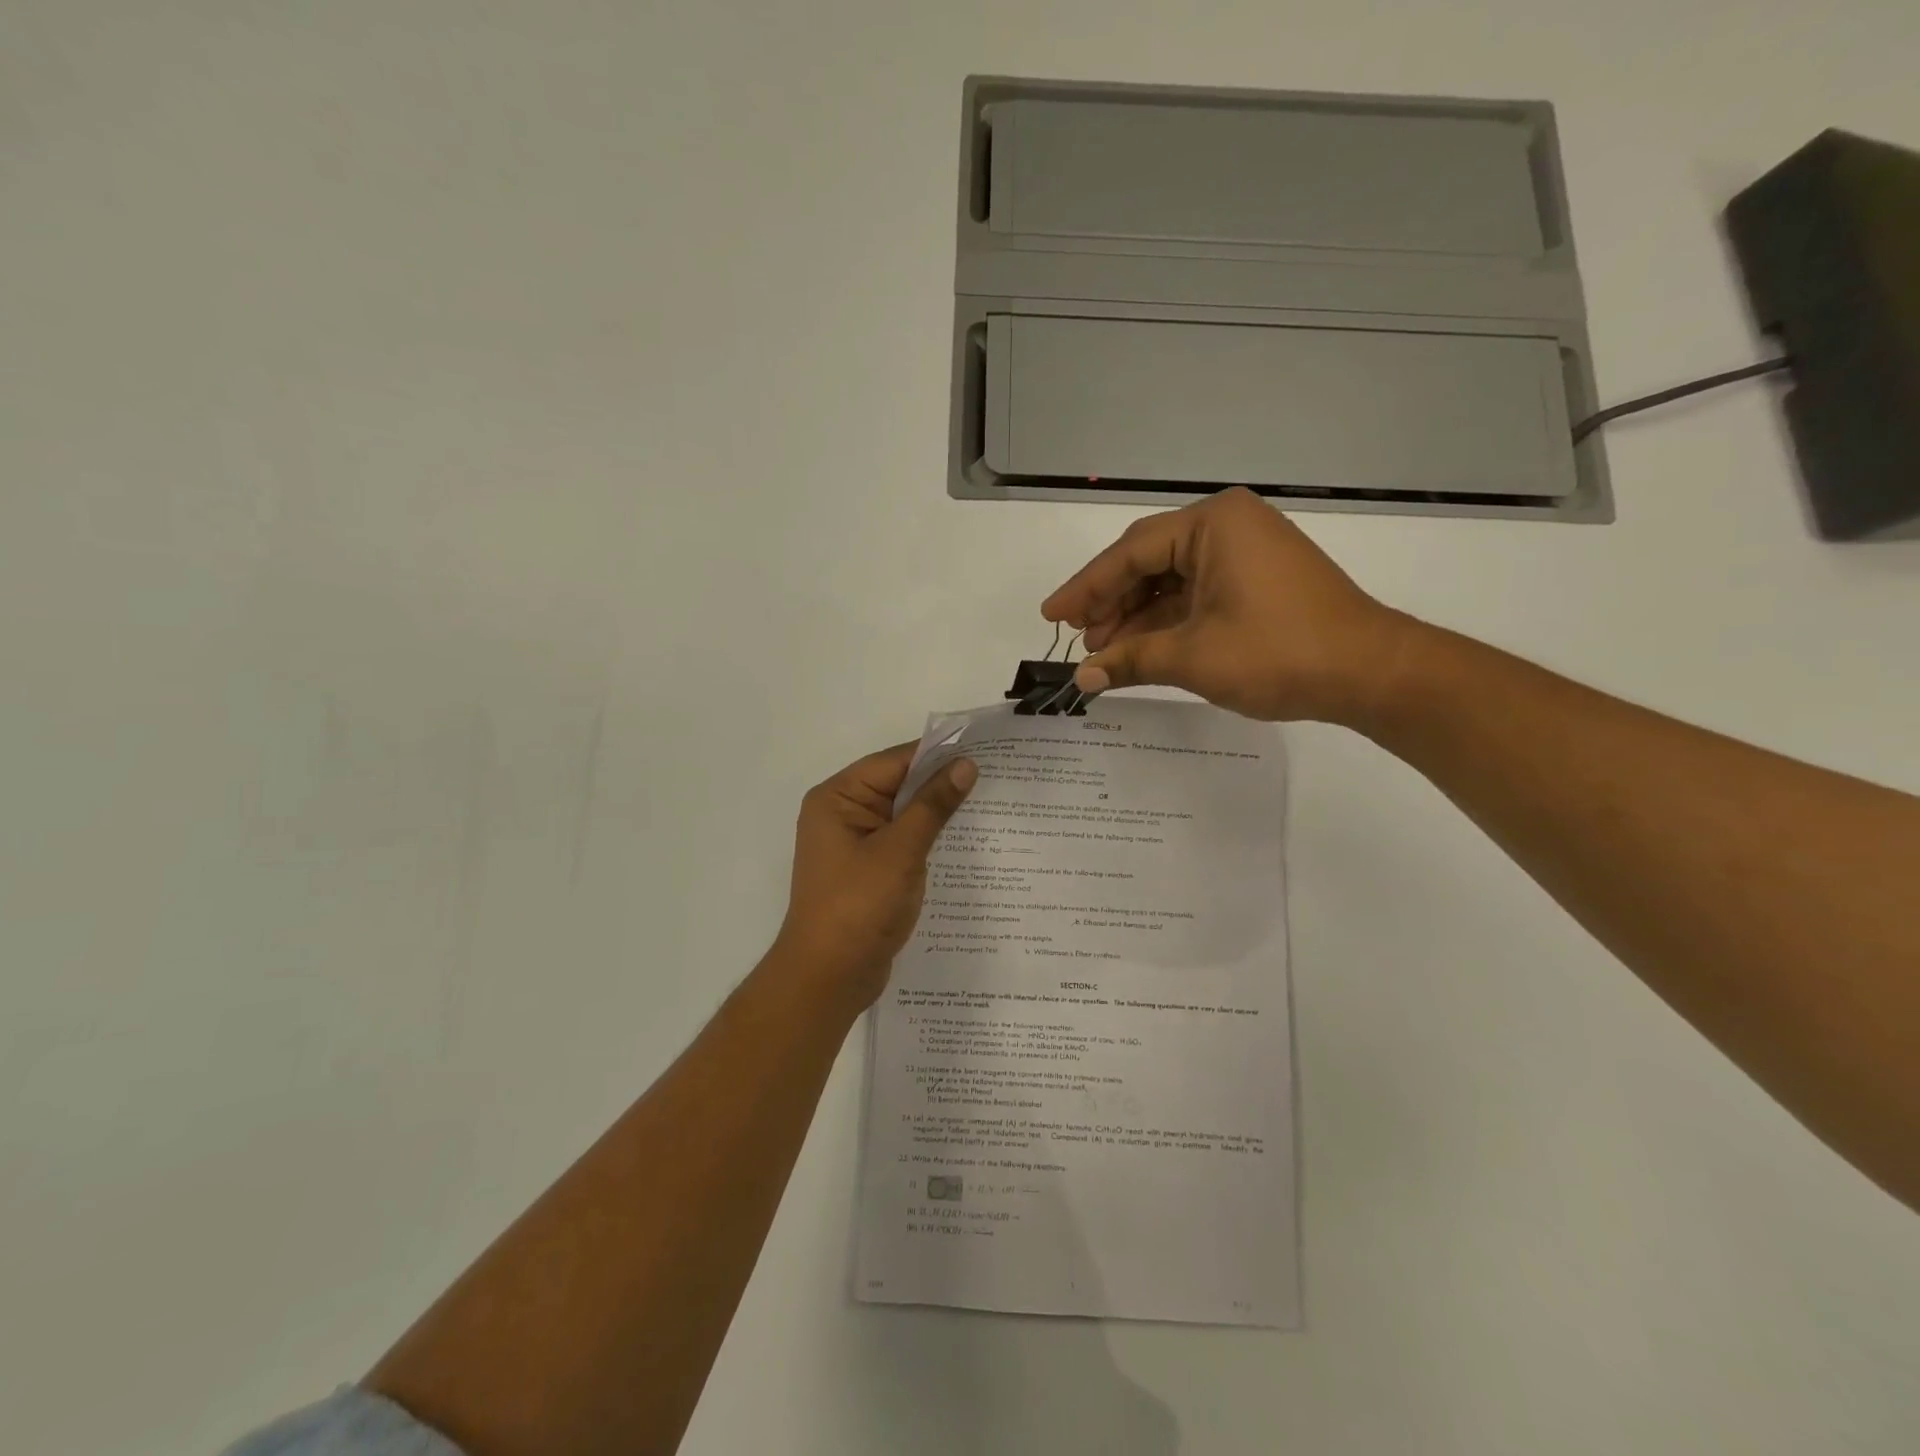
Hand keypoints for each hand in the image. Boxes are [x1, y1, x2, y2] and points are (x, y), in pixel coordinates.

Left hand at [773, 743, 977, 1008]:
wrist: (828, 978)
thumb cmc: (858, 906)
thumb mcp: (900, 851)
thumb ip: (933, 805)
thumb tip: (965, 765)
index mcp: (838, 798)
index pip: (894, 762)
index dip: (937, 755)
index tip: (983, 750)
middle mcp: (842, 814)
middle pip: (898, 786)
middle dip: (941, 784)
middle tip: (995, 776)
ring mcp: (855, 844)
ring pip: (904, 815)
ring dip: (938, 813)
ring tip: (990, 804)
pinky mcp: (868, 870)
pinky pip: (903, 842)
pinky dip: (929, 839)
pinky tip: (965, 841)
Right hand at [1042, 488, 1418, 726]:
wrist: (1369, 673)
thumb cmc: (1278, 652)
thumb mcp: (1193, 657)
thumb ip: (1131, 660)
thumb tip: (1082, 678)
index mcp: (1212, 524)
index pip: (1130, 553)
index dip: (1085, 587)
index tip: (1051, 615)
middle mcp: (1227, 526)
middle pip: (1148, 561)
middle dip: (1110, 602)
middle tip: (1079, 639)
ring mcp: (1245, 553)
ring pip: (1170, 581)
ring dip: (1136, 616)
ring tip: (1104, 651)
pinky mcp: (1256, 580)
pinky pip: (1196, 594)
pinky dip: (1167, 621)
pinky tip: (1140, 648)